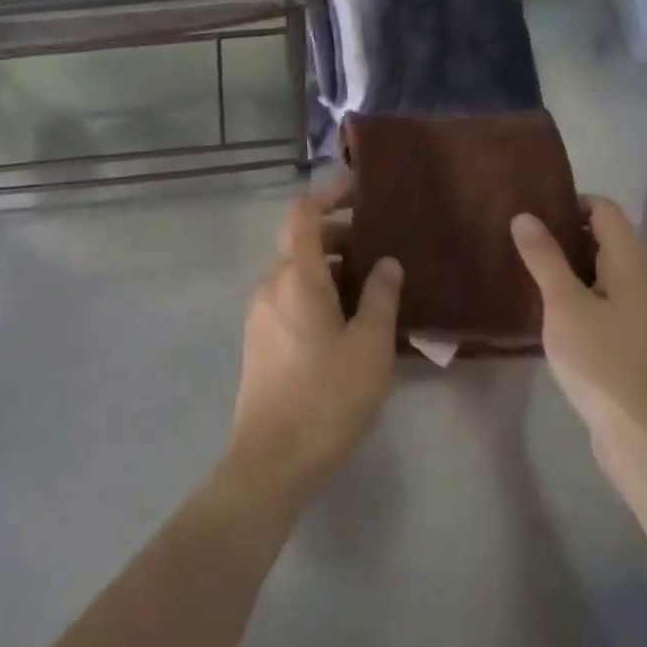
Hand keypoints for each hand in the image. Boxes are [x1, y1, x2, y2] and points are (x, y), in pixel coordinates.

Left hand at [226, 177, 401, 506]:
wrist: (271, 459)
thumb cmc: (327, 395)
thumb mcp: (370, 346)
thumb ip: (381, 297)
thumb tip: (387, 262)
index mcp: (296, 276)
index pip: (303, 214)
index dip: (326, 194)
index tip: (355, 187)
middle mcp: (271, 283)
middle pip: (299, 241)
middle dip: (336, 234)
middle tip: (376, 242)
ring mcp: (260, 311)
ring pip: (294, 270)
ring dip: (328, 265)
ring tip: (368, 282)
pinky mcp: (259, 338)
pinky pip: (288, 295)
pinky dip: (315, 289)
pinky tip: (344, 317)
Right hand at [512, 197, 646, 492]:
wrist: (645, 442)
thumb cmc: (604, 363)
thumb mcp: (565, 305)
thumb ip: (544, 258)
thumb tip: (524, 215)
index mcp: (628, 265)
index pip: (606, 210)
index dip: (573, 200)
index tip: (534, 207)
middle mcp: (636, 283)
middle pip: (603, 238)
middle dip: (564, 229)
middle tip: (520, 233)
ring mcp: (633, 315)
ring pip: (597, 271)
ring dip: (565, 263)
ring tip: (523, 264)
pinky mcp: (624, 343)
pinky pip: (596, 300)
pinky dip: (571, 292)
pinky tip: (543, 307)